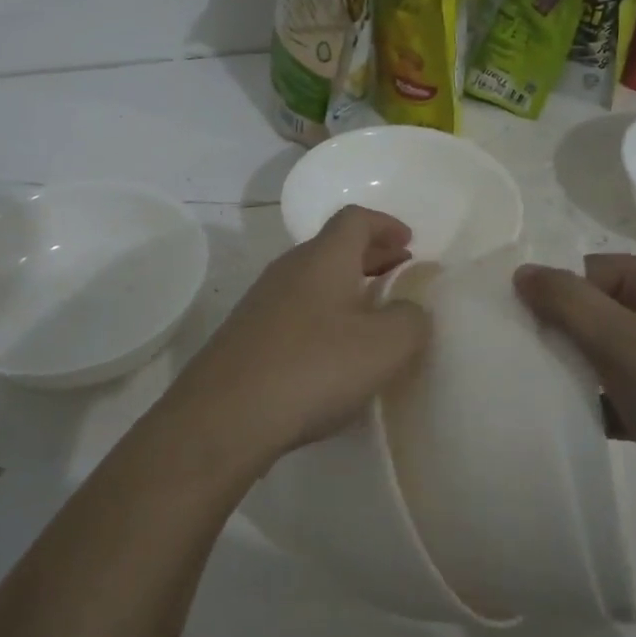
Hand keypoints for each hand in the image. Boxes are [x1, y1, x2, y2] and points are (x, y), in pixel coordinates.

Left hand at [163, 206, 430, 467]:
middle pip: (333, 247)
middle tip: (398, 274)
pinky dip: (323, 314)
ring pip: (312, 279)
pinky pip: (295, 309)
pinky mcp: (246, 335)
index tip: (409, 243)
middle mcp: (288, 269)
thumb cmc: (313, 368)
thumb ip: (410, 320)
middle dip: (370, 256)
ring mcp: (261, 302)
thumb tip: (408, 310)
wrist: (225, 417)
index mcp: (323, 259)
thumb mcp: (385, 346)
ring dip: (346, 287)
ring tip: (371, 315)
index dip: (386, 224)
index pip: (355, 219)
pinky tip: (333, 351)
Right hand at [514, 254, 635, 544]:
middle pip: (597, 311)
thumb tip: (522, 270)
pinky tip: (561, 420)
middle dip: (557, 333)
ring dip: (570, 371)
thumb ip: (568, 302)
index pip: (593, 271)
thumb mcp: (626, 345)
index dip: (552, 292)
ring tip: (527, 388)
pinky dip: (591, 403)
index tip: (511, 323)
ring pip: (604, 355)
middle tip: (512, 357)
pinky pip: (617, 394)